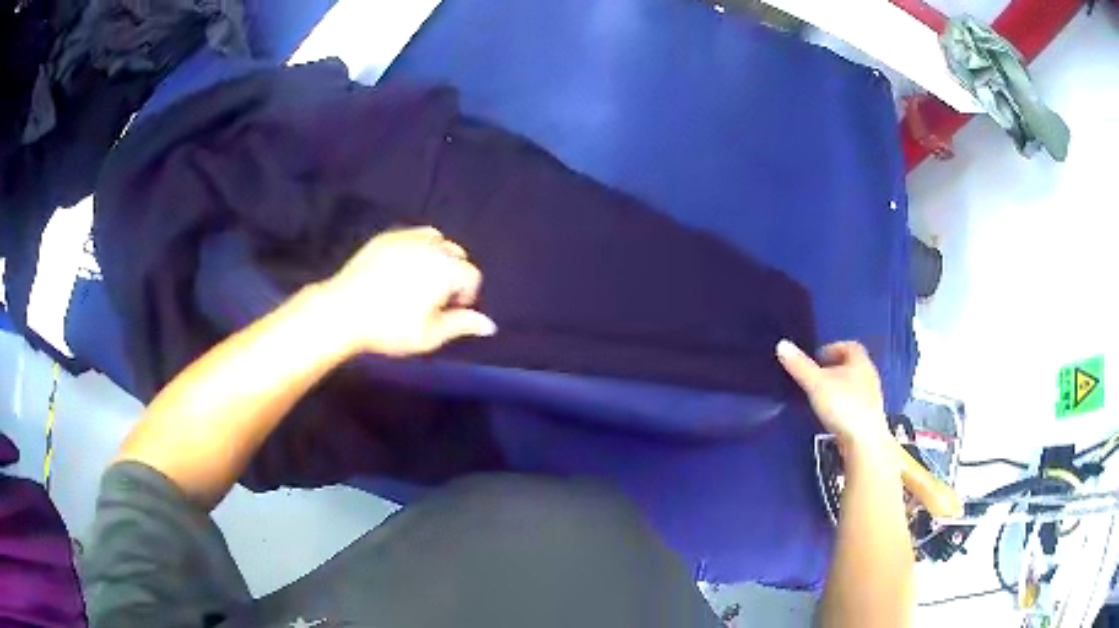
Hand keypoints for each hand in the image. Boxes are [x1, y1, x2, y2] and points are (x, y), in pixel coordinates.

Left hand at [321, 227, 496, 356]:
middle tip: (436, 298)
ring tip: (422, 279)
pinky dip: (417, 247)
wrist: (344, 310)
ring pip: (436, 240)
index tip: (450, 311)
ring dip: (437, 257)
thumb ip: (461, 325)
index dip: (466, 295)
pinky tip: (404, 268)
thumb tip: (490, 325)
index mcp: (446, 270)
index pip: (471, 276)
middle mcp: (431, 247)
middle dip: (453, 274)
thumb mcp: (429, 336)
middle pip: (456, 254)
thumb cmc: (389, 328)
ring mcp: (407, 238)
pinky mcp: (386, 237)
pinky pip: (412, 235)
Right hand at [777, 340, 891, 450]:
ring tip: (822, 396)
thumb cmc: (843, 407)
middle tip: (817, 375)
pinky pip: (855, 403)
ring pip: (854, 385)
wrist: (865, 442)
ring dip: (839, 387)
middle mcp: (869, 376)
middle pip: (853, 365)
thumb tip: (782, 345)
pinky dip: (843, 404)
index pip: (849, 346)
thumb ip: (800, 366)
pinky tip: (832, 415)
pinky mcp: (869, 417)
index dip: (833, 348)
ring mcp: (871, 398)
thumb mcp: (816, 384)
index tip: (818, 356)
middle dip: (835, 368)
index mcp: (859, 362)